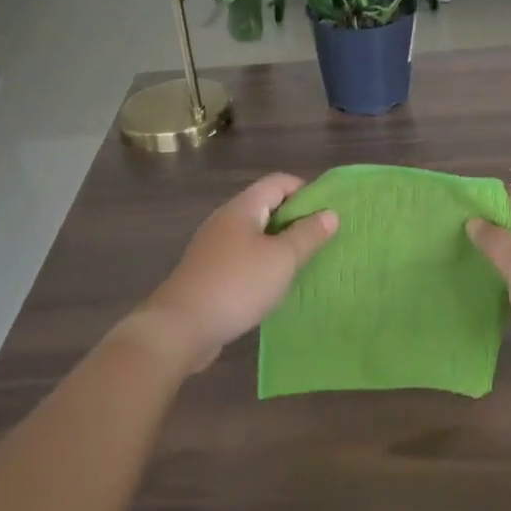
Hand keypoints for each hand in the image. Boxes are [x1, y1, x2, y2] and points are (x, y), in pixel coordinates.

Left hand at [130, 173, 337, 375]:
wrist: (180, 328)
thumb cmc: (237, 285)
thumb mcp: (282, 259)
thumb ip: (308, 235)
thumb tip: (330, 213)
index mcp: (242, 208)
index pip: (279, 182)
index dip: (306, 192)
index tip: (328, 216)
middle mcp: (226, 220)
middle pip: (267, 207)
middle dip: (296, 220)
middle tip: (322, 242)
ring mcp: (214, 247)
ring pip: (255, 235)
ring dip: (280, 245)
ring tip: (304, 265)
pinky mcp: (209, 273)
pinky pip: (243, 258)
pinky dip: (263, 265)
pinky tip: (275, 286)